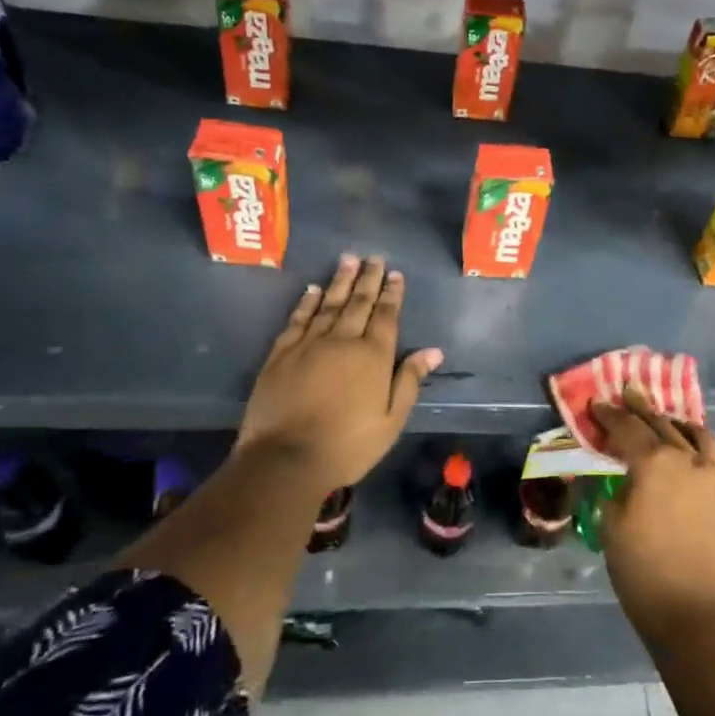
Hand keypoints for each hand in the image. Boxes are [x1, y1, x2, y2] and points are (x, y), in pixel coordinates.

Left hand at [237, 255, 442, 491]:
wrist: (286, 458)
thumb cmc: (348, 445)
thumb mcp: (392, 420)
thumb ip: (410, 381)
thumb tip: (433, 351)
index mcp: (373, 356)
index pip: (386, 316)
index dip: (392, 294)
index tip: (396, 274)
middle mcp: (342, 341)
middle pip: (358, 303)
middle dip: (368, 278)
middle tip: (374, 257)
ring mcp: (308, 344)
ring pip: (327, 304)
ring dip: (339, 281)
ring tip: (348, 260)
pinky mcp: (281, 354)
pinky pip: (297, 320)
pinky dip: (306, 302)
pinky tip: (312, 290)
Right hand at [590, 386, 714, 640]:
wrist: (693, 611)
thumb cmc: (641, 569)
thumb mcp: (610, 524)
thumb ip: (617, 488)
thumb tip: (624, 477)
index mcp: (656, 462)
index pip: (628, 428)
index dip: (609, 414)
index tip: (597, 403)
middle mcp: (690, 459)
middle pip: (663, 424)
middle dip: (642, 409)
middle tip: (629, 393)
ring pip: (699, 436)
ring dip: (678, 424)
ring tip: (668, 420)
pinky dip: (702, 449)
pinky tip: (695, 455)